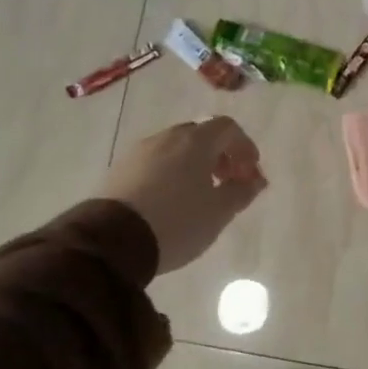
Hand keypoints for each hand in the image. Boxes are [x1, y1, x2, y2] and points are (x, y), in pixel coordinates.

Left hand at [102, 118, 266, 273]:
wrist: (112, 241)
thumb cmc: (177, 222)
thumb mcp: (219, 212)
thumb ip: (242, 191)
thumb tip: (255, 180)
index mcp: (195, 141)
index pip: (227, 127)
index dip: (244, 147)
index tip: (251, 173)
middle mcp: (166, 137)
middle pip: (201, 135)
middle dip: (220, 156)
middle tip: (228, 183)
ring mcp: (139, 152)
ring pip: (176, 149)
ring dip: (195, 165)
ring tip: (199, 195)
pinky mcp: (119, 170)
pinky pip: (155, 163)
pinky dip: (171, 173)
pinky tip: (171, 202)